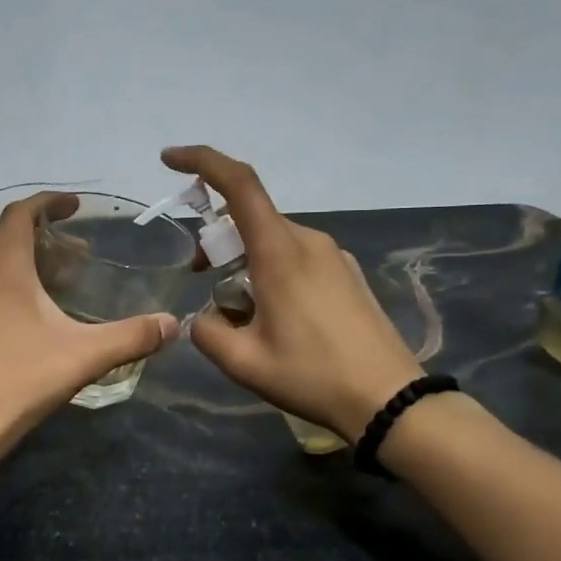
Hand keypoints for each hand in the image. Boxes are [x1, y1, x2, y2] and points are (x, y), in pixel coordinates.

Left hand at [0, 192, 179, 461]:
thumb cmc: (19, 380)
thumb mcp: (82, 357)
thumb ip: (130, 337)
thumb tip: (171, 324)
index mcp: (5, 271)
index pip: (20, 214)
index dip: (48, 202)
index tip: (75, 205)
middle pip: (11, 241)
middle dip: (47, 239)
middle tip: (82, 256)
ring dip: (30, 266)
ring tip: (63, 286)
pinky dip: (13, 289)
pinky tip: (35, 321)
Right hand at [162, 145, 422, 440]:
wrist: (390, 400)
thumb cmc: (313, 376)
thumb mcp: (243, 362)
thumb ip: (207, 331)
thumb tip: (204, 317)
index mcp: (280, 252)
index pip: (239, 185)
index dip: (201, 162)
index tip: (169, 160)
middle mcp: (308, 241)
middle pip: (250, 218)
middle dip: (217, 237)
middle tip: (201, 274)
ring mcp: (333, 256)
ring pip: (273, 240)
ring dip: (245, 259)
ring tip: (241, 310)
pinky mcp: (347, 274)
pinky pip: (297, 257)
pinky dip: (272, 270)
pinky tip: (276, 316)